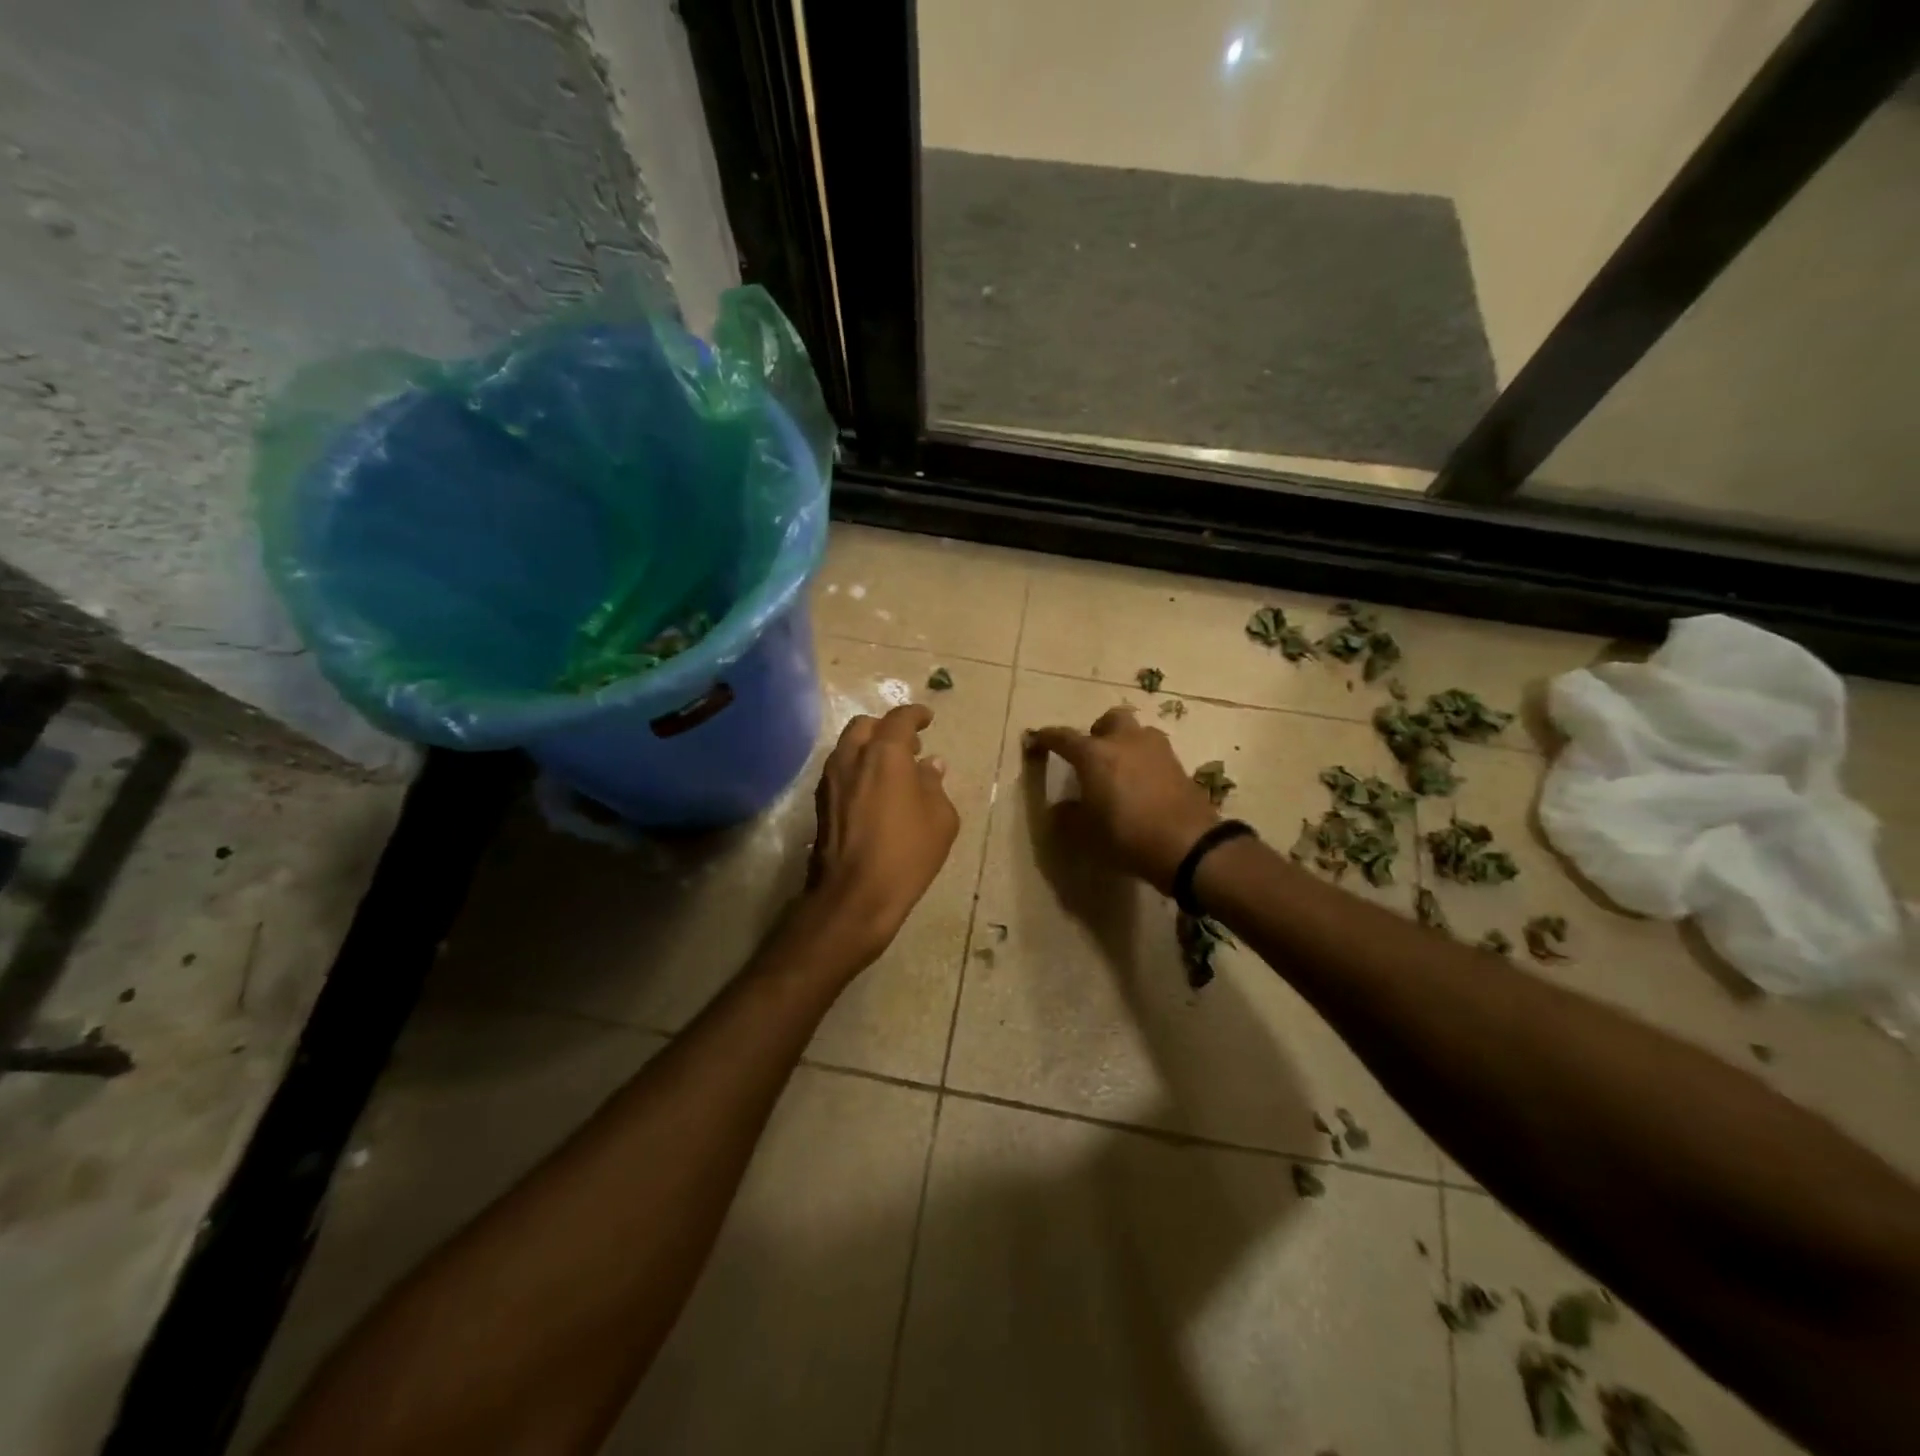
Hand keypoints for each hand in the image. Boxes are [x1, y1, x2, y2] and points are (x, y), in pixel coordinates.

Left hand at [805, 703, 959, 967]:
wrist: (854, 895)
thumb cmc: (907, 853)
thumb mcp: (940, 818)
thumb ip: (934, 784)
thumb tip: (930, 765)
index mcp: (885, 753)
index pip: (899, 718)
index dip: (916, 714)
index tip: (928, 718)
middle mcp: (852, 757)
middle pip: (865, 726)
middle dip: (887, 728)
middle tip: (909, 745)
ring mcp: (830, 779)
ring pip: (847, 746)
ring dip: (869, 748)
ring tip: (892, 769)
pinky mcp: (820, 803)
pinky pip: (840, 770)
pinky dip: (857, 768)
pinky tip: (873, 791)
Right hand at [1025, 706, 1219, 892]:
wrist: (1187, 844)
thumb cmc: (1126, 835)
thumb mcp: (1085, 833)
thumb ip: (1068, 815)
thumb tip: (1061, 808)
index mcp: (1095, 754)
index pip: (1063, 738)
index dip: (1046, 738)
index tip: (1035, 740)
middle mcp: (1125, 741)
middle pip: (1110, 720)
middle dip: (1098, 732)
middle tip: (1092, 755)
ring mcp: (1156, 750)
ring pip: (1137, 733)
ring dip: (1126, 744)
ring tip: (1121, 770)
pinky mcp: (1179, 765)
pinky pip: (1155, 754)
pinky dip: (1145, 762)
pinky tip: (1143, 786)